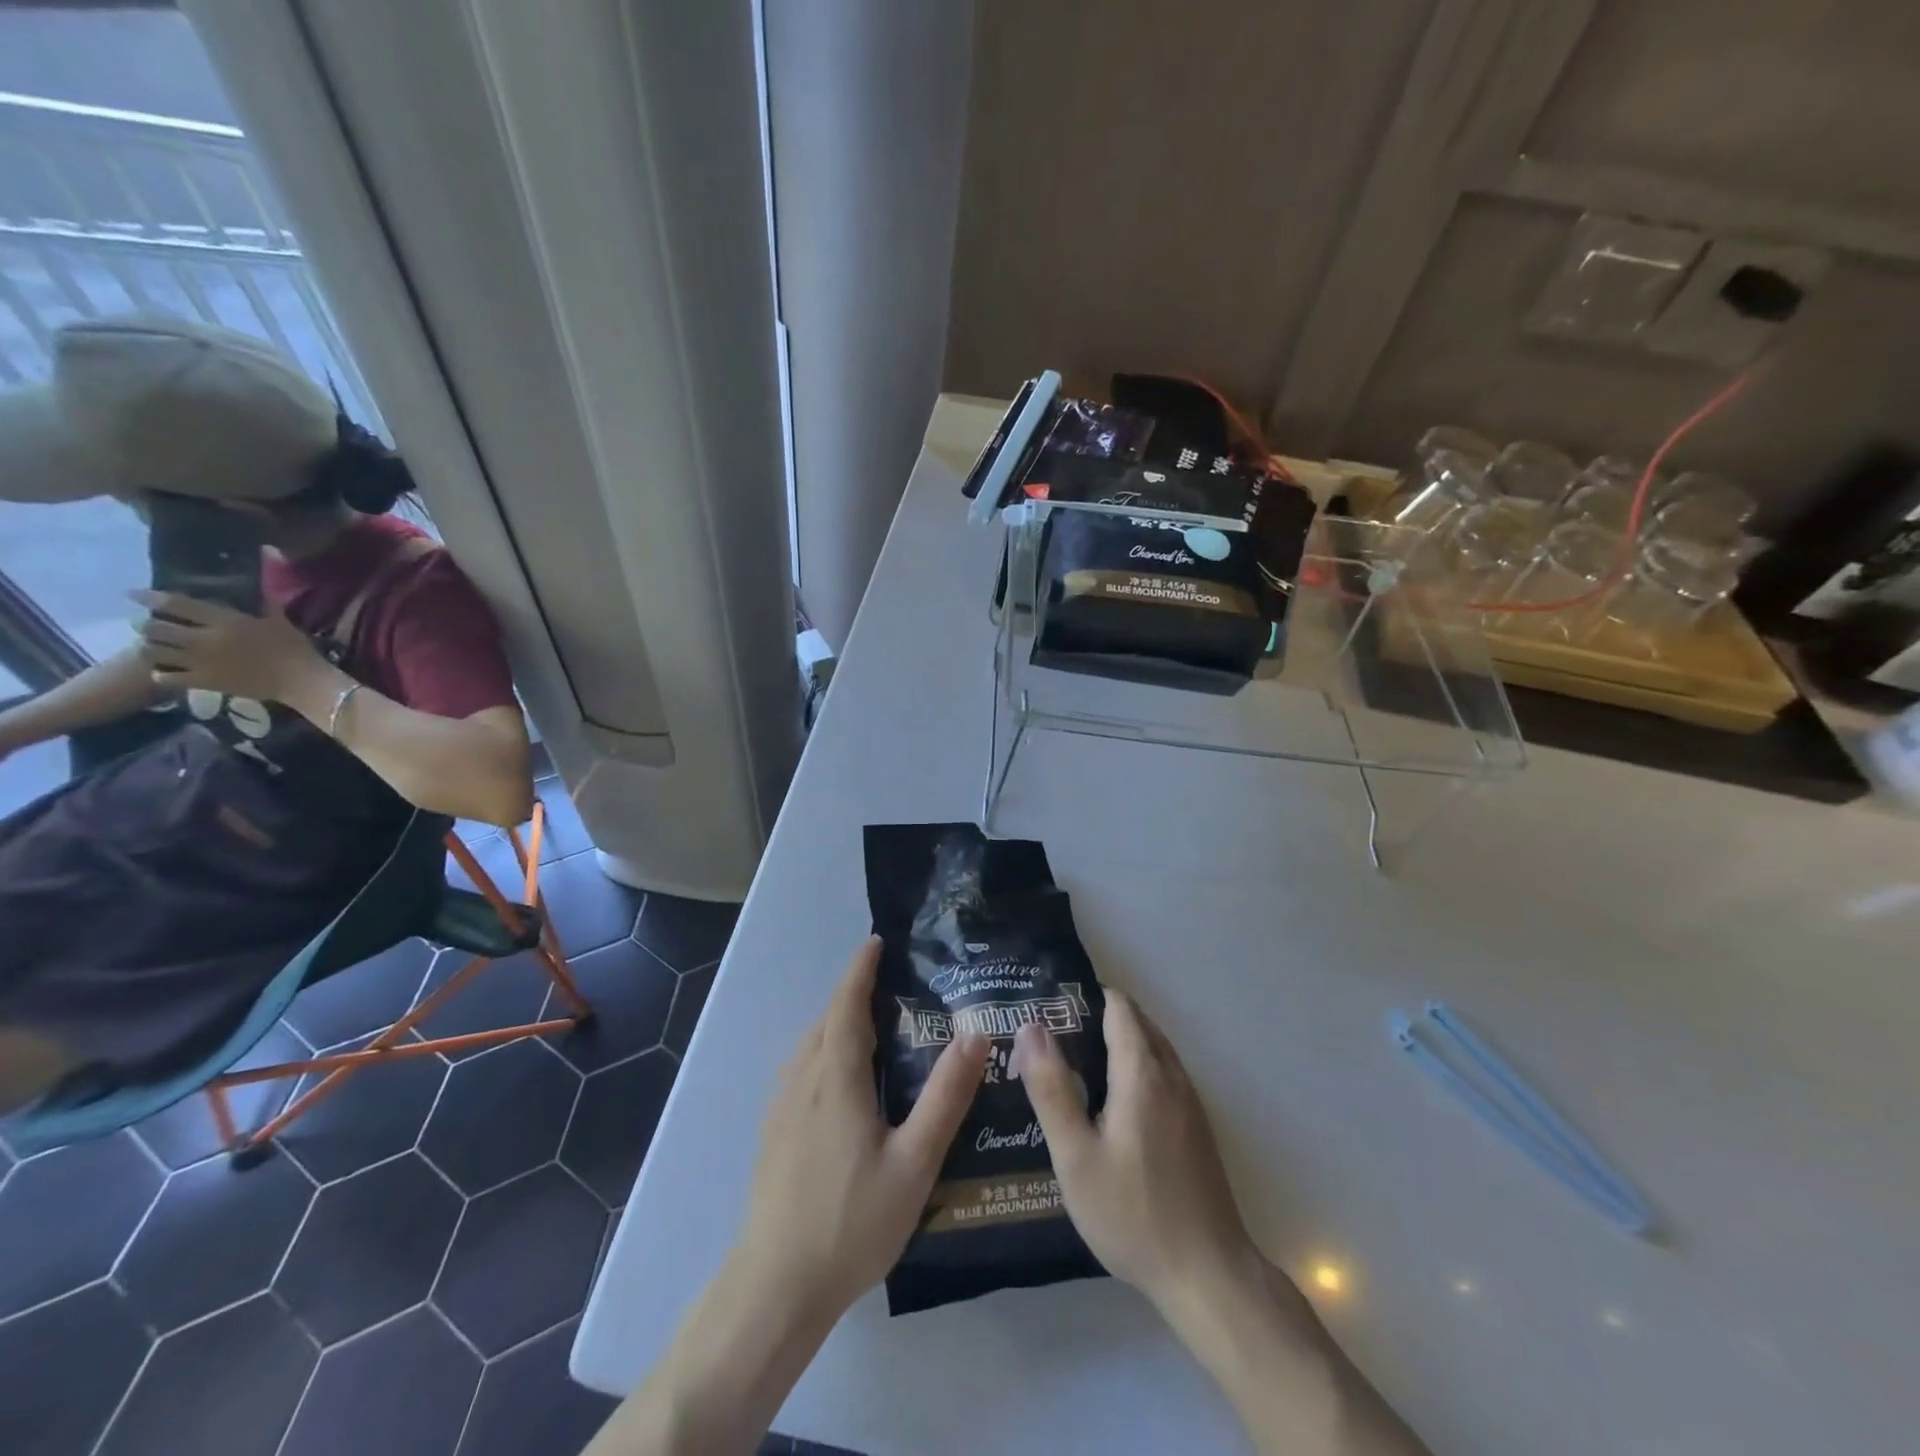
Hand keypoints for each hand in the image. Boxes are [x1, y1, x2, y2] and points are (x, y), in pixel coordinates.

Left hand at [132, 591, 322, 703]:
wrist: (302, 682)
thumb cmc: (295, 649)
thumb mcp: (280, 621)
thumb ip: (263, 601)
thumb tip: (262, 574)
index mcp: (225, 621)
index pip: (175, 604)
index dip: (150, 597)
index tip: (133, 594)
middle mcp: (205, 639)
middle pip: (156, 628)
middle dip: (146, 624)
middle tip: (148, 624)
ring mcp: (201, 662)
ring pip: (154, 652)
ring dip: (149, 647)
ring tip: (153, 647)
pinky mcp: (204, 682)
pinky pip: (166, 677)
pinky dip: (160, 673)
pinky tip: (164, 671)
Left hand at [733, 936, 988, 1322]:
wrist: (775, 1287)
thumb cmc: (851, 1222)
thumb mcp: (914, 1162)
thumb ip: (946, 1096)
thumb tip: (974, 1034)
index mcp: (835, 1077)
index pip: (846, 1004)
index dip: (860, 969)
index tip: (878, 942)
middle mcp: (803, 1079)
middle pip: (826, 1019)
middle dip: (853, 993)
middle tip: (893, 985)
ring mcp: (781, 1107)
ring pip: (809, 1045)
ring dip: (837, 1022)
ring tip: (872, 1025)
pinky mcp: (772, 1132)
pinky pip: (800, 1069)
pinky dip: (822, 1049)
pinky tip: (841, 1079)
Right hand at [1015, 990, 1260, 1313]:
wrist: (1208, 1275)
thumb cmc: (1133, 1213)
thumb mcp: (1076, 1156)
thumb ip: (1052, 1088)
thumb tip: (1031, 1027)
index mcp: (1142, 1072)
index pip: (1118, 1006)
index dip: (1083, 998)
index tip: (1048, 1008)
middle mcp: (1172, 1075)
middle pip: (1136, 1022)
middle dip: (1096, 1018)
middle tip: (1051, 1038)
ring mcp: (1190, 1101)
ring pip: (1152, 1048)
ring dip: (1117, 1044)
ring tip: (1073, 1066)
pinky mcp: (1196, 1127)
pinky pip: (1163, 1074)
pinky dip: (1135, 1068)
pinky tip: (1110, 1105)